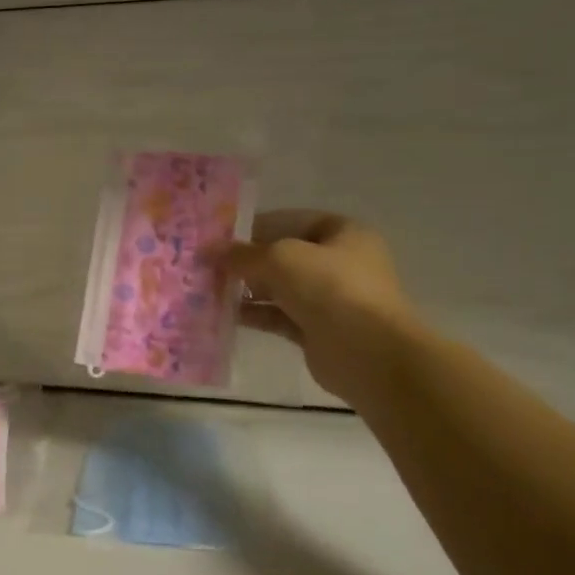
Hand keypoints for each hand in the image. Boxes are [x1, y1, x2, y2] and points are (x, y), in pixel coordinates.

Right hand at [219, 211, 417, 403]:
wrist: (368, 353)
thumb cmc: (330, 288)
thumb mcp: (280, 258)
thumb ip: (242, 253)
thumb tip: (208, 250)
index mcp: (343, 233)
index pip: (290, 221)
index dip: (254, 226)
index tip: (218, 236)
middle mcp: (339, 263)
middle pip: (282, 256)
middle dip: (245, 261)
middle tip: (206, 264)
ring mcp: (329, 299)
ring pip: (279, 288)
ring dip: (246, 289)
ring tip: (207, 288)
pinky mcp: (317, 330)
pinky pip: (278, 316)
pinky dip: (254, 314)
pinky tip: (224, 314)